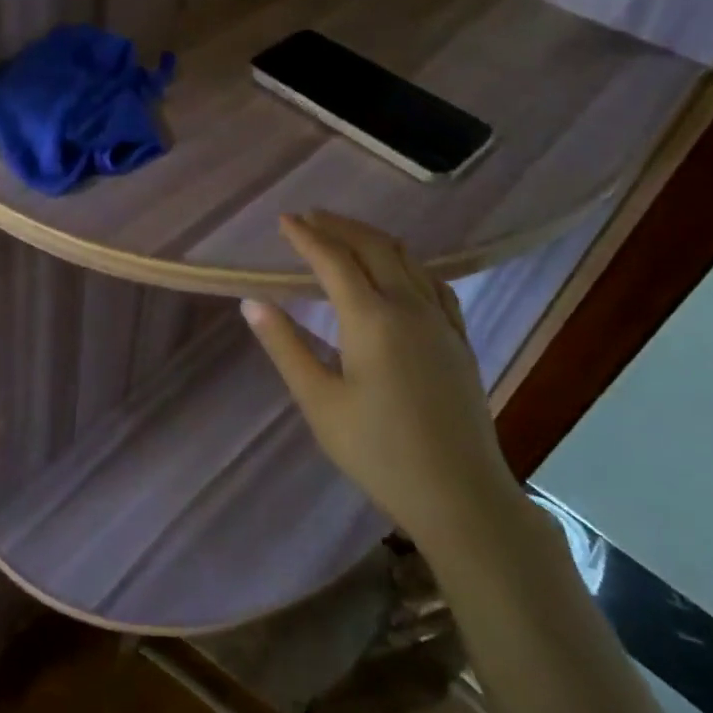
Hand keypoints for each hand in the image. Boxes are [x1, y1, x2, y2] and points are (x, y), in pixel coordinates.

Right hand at [241, 211, 515, 539]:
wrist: (460, 495)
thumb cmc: (379, 452)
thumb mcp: (319, 402)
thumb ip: (285, 347)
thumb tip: (252, 303)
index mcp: (372, 319)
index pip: (334, 260)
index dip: (307, 236)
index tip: (284, 220)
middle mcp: (410, 307)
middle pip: (374, 248)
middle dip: (340, 226)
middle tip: (310, 217)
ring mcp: (441, 322)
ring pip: (407, 260)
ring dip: (373, 239)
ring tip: (346, 234)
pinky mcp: (459, 340)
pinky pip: (434, 283)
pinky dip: (408, 264)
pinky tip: (402, 271)